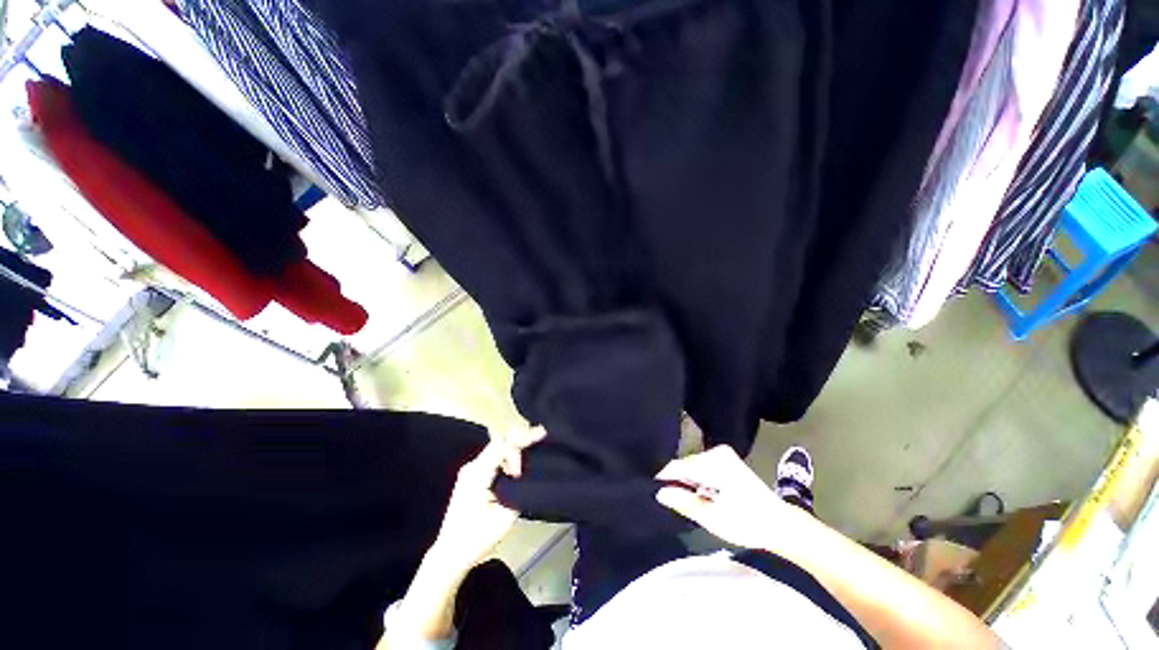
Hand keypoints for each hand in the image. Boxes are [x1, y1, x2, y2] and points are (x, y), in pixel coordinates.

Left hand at [427, 426, 545, 571]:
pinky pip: (493, 456)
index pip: (503, 444)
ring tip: (533, 446)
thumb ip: (519, 491)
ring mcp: (470, 470)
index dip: (522, 441)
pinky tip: (520, 460)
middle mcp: (472, 467)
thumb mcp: (504, 518)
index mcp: (478, 474)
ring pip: (497, 446)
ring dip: (515, 446)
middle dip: (521, 437)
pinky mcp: (472, 476)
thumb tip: (529, 474)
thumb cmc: (476, 539)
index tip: (537, 448)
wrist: (449, 555)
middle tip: (541, 435)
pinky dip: (508, 454)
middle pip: (499, 440)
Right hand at [655, 445, 800, 549]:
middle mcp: (716, 452)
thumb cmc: (747, 523)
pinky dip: (698, 481)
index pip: (678, 466)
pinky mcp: (727, 461)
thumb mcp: (712, 518)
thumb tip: (659, 492)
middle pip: (685, 465)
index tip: (652, 491)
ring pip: (693, 467)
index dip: (664, 479)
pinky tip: (702, 496)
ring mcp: (723, 455)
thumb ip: (683, 503)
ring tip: (687, 501)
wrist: (781, 525)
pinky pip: (703, 468)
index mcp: (714, 462)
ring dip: (688, 483)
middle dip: (678, 482)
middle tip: (671, 502)